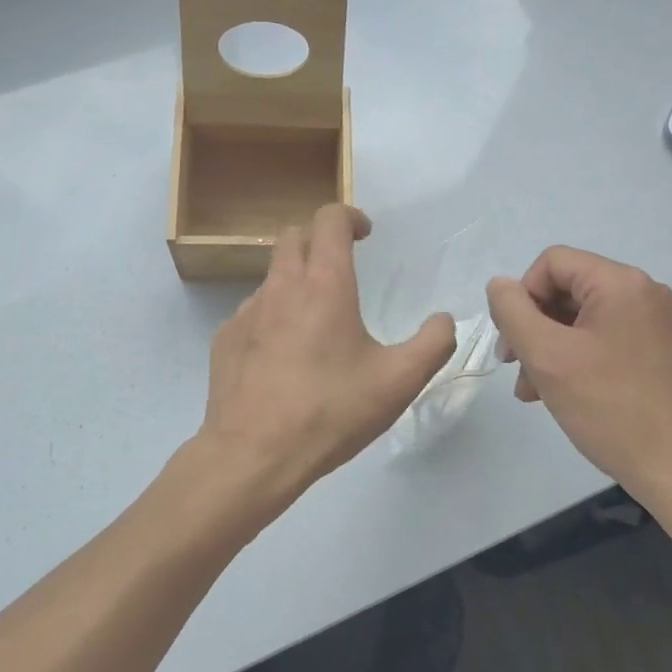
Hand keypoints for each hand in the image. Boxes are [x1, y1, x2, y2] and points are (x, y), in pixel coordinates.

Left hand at [176, 204, 456, 527]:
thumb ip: (433, 344)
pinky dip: (273, 315)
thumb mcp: (399, 382)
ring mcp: (247, 312)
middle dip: (319, 238)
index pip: (329, 220)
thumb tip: (444, 320)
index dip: (349, 216)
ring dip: (296, 278)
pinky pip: (253, 311)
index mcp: (324, 285)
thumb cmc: (330, 412)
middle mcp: (281, 287)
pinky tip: (285, 356)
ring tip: (317, 319)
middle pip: (293, 236)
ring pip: (272, 275)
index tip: (365, 234)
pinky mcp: (226, 339)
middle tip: (342, 264)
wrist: (252, 455)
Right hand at [486, 246, 671, 493]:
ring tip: (531, 389)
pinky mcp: (656, 350)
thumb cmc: (609, 408)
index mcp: (621, 283)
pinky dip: (573, 357)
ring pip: (579, 317)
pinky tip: (556, 392)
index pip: (552, 263)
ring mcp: (652, 322)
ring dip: (548, 346)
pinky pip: (601, 337)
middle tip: (514, 366)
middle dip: (533, 325)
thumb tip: (500, 286)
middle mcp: (642, 292)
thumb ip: (512, 312)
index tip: (514, 341)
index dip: (523, 296)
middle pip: (566, 289)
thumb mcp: (547, 356)